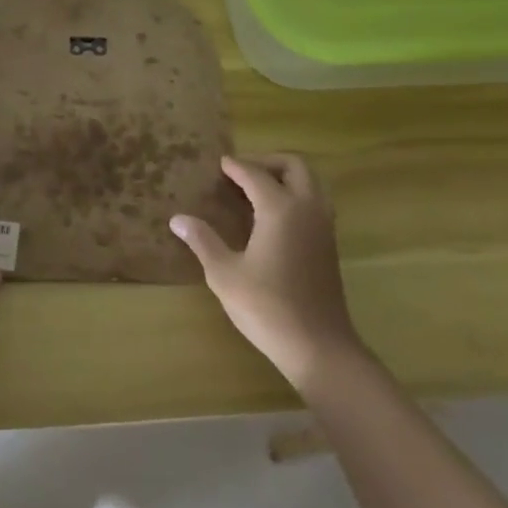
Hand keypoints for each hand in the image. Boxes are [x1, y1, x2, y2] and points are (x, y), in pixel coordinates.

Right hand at [170, 154, 362, 387]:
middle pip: (294, 166)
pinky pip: (315, 202)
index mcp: (280, 209)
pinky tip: (273, 216)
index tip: (219, 163)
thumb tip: (178, 219)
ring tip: (257, 189)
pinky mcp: (330, 244)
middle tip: (241, 171)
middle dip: (267, 161)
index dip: (235, 166)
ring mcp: (323, 226)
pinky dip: (296, 194)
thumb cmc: (266, 307)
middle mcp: (306, 209)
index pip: (255, 174)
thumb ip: (203, 240)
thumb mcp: (224, 274)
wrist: (318, 346)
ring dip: (286, 176)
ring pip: (311, 182)